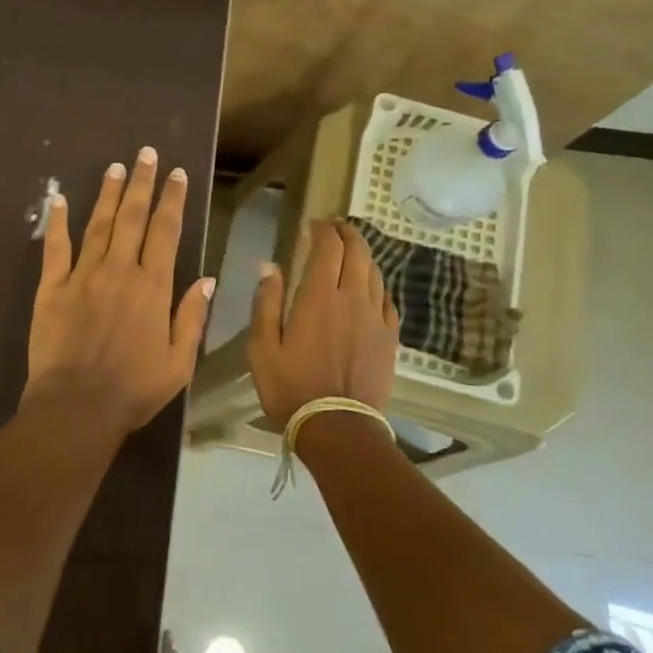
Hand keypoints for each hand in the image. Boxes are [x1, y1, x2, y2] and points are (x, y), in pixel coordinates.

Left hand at [23, 148, 215, 435]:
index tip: (177, 174)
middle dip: (142, 183)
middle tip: (146, 154)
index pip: (166, 232)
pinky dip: (57, 222)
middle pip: (132, 217)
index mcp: (153, 287)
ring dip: (108, 194)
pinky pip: (55, 248)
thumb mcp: (179, 362)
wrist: (77, 407)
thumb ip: (191, 317)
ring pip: (98, 225)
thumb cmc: (134, 389)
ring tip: (115, 167)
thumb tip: (206, 279)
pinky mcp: (52, 288)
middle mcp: (119, 271)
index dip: (172, 200)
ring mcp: (83, 276)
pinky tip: (59, 199)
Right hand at [248, 219, 398, 428]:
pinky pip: (387, 300)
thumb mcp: (262, 347)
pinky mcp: (389, 338)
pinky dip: (377, 285)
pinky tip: (370, 288)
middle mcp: (353, 298)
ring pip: (375, 273)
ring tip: (351, 252)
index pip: (328, 248)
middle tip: (335, 228)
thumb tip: (269, 265)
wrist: (337, 427)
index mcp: (319, 296)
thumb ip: (266, 302)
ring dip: (363, 256)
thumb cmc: (290, 387)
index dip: (322, 230)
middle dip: (347, 233)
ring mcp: (376, 318)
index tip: (313, 224)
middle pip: (358, 252)